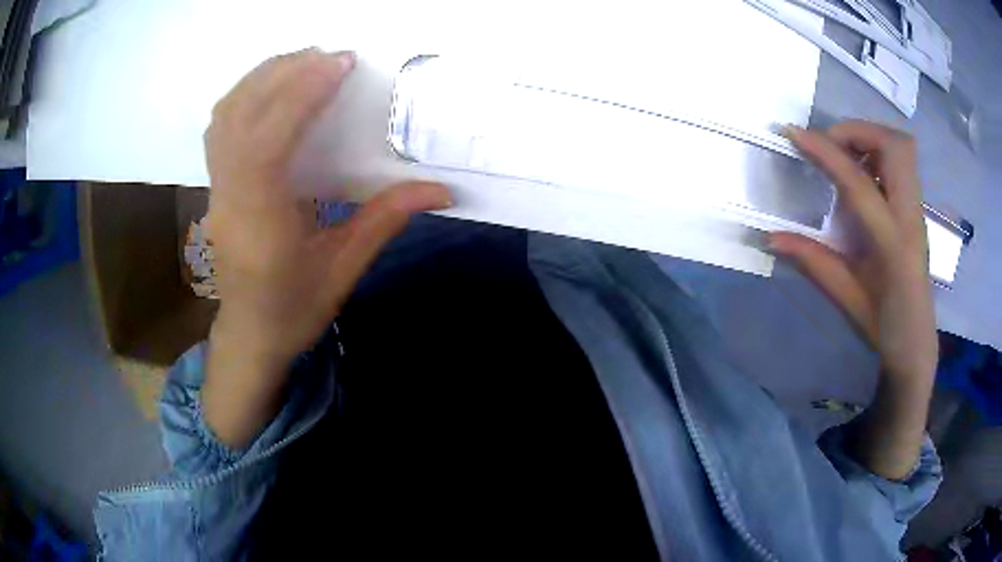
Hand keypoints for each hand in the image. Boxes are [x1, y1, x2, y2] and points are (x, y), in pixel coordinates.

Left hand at [203, 49, 450, 446]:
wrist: (250, 334)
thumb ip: (385, 220)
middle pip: (239, 117)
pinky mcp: (216, 184)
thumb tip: (440, 189)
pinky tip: (274, 87)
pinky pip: (221, 126)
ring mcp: (216, 189)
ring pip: (225, 116)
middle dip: (284, 74)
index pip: (267, 143)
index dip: (299, 95)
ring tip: (305, 61)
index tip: (339, 64)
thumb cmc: (294, 311)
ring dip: (262, 78)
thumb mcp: (344, 271)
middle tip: (330, 56)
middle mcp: (229, 198)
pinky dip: (246, 94)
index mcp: (260, 224)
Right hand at [770, 120, 936, 478]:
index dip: (825, 152)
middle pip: (895, 146)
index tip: (793, 134)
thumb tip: (771, 236)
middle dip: (857, 131)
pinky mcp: (916, 210)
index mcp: (893, 244)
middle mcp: (910, 218)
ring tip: (843, 155)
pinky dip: (877, 153)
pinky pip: (901, 163)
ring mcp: (917, 211)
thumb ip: (813, 261)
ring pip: (901, 148)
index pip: (858, 183)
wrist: (916, 344)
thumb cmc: (884, 327)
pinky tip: (860, 176)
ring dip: (869, 138)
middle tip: (829, 144)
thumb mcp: (847, 299)